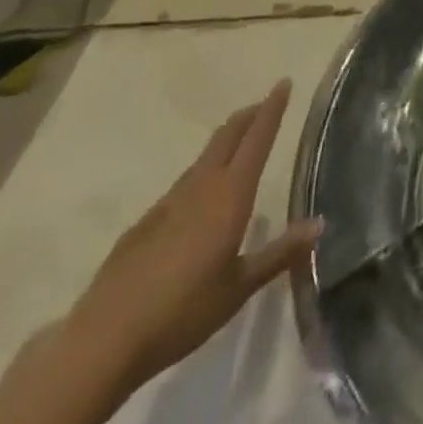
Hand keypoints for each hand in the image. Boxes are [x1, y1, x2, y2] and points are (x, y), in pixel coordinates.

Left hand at [65, 80, 323, 394]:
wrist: (103, 341)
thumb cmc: (182, 311)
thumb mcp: (238, 288)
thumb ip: (279, 253)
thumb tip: (319, 224)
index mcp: (230, 195)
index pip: (257, 139)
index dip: (272, 109)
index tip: (284, 83)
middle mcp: (201, 187)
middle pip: (227, 136)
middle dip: (248, 116)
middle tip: (264, 104)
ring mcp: (168, 203)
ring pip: (203, 157)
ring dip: (225, 142)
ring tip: (238, 143)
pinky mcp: (144, 223)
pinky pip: (182, 185)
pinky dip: (200, 174)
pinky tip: (198, 198)